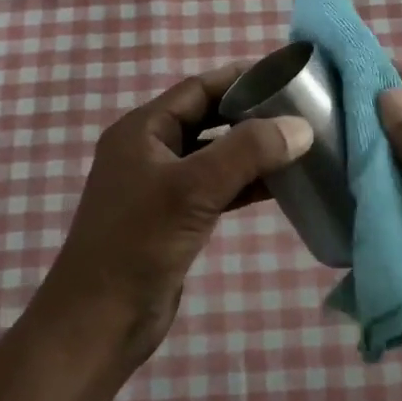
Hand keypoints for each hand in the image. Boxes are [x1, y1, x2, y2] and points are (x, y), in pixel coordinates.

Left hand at [38, 65, 312, 368]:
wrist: (99, 323)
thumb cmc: (138, 244)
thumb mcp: (193, 189)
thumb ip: (247, 152)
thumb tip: (301, 126)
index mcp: (142, 131)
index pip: (198, 89)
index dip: (241, 79)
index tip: (287, 76)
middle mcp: (150, 151)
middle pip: (208, 119)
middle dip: (251, 114)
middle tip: (301, 111)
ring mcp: (162, 187)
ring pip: (215, 155)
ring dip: (253, 151)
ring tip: (300, 145)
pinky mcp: (175, 219)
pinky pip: (217, 188)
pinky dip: (246, 183)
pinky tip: (281, 185)